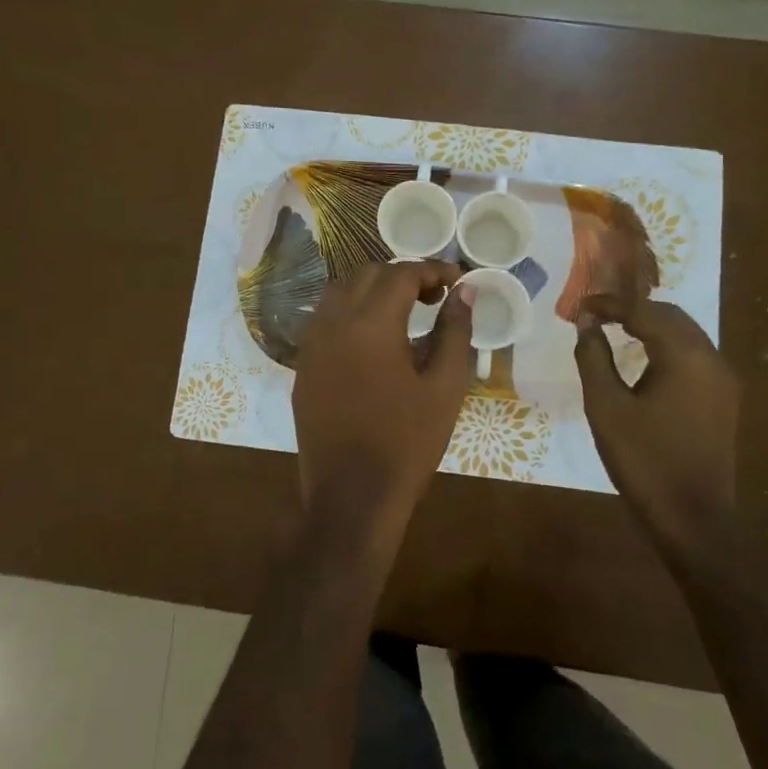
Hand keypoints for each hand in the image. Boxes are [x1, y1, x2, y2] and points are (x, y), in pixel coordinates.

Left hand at [292, 259, 472, 533]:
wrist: (352, 497)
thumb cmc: (407, 442)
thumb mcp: (445, 387)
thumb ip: (455, 331)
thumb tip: (464, 292)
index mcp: (370, 324)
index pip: (402, 274)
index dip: (433, 270)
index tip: (457, 281)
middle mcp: (334, 323)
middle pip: (367, 275)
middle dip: (403, 276)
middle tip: (434, 297)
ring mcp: (312, 344)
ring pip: (340, 292)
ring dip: (373, 289)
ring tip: (403, 311)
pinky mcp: (303, 366)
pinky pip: (325, 319)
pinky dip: (350, 310)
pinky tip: (372, 337)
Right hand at [574, 296, 740, 558]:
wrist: (694, 520)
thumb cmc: (644, 461)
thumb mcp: (606, 407)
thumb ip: (593, 357)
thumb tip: (586, 323)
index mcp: (685, 356)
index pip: (644, 311)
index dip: (610, 304)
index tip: (581, 307)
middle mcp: (712, 359)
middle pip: (670, 316)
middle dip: (633, 310)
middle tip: (596, 316)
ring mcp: (723, 380)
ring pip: (685, 334)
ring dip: (651, 327)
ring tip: (616, 331)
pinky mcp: (725, 399)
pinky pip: (694, 356)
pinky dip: (667, 347)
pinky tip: (644, 360)